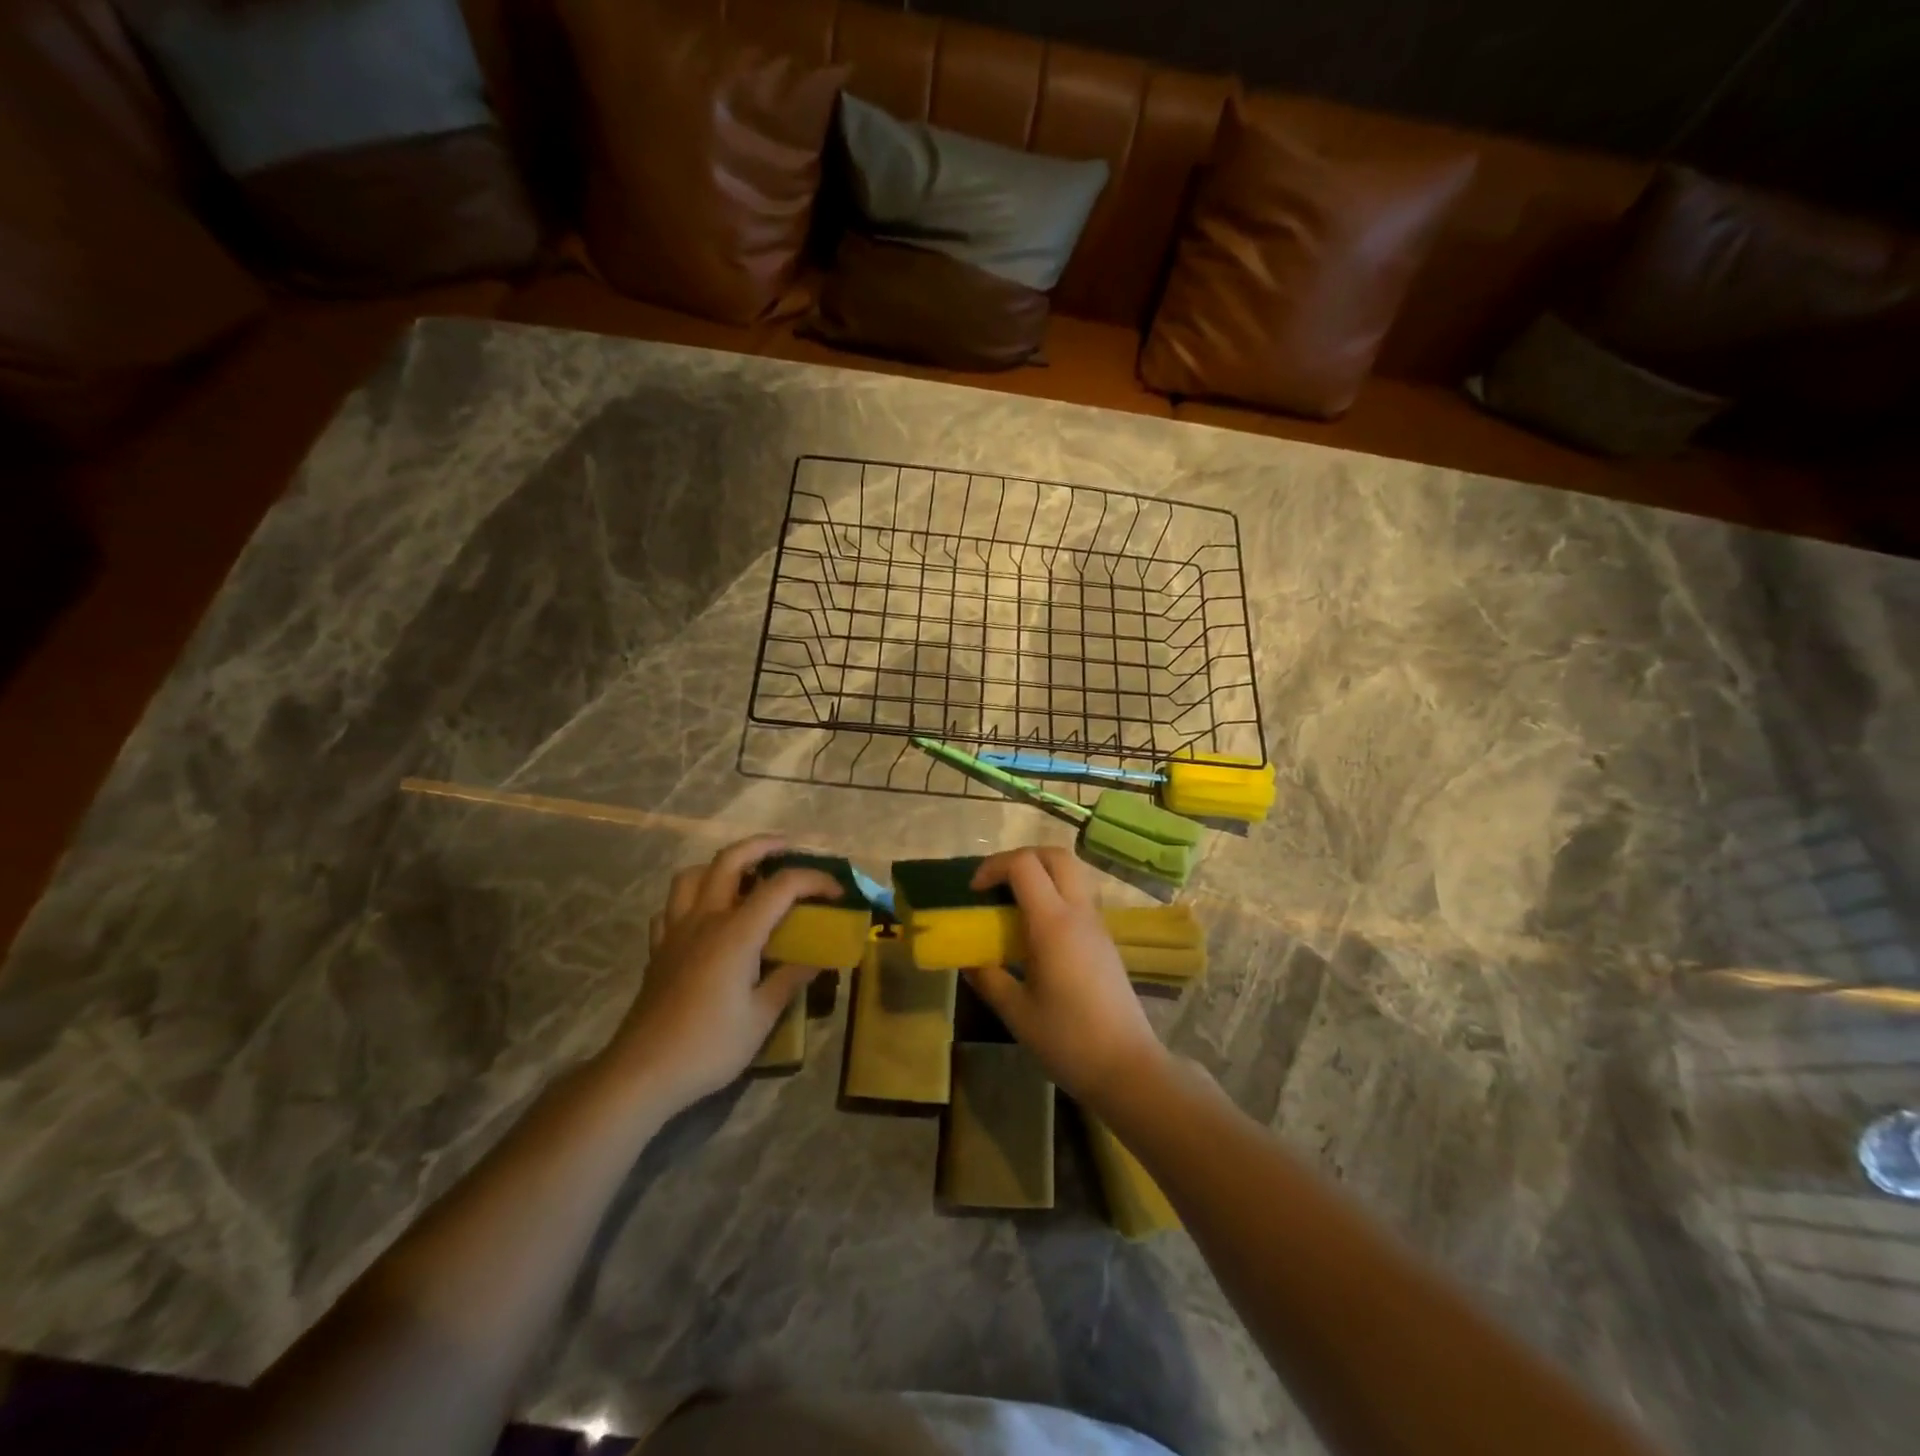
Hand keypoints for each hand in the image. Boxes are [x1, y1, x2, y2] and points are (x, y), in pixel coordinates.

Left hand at [604, 835, 840, 1109]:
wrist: (642, 1073)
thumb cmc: (708, 1046)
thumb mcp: (761, 1018)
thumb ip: (790, 979)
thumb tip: (819, 958)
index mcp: (736, 933)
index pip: (781, 886)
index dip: (814, 881)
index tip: (837, 893)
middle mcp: (705, 919)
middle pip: (730, 860)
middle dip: (763, 845)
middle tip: (788, 849)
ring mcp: (675, 931)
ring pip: (692, 874)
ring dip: (721, 866)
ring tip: (743, 877)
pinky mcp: (658, 949)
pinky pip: (671, 907)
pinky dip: (691, 899)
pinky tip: (705, 916)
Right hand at [963, 846, 1168, 1107]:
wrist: (1126, 1067)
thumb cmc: (1068, 1040)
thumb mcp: (1017, 1012)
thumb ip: (988, 979)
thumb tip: (968, 960)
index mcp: (1053, 924)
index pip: (1024, 866)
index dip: (994, 866)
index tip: (975, 892)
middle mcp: (1078, 914)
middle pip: (1055, 856)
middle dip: (1021, 858)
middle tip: (996, 885)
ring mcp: (1096, 925)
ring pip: (1071, 874)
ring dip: (1040, 875)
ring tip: (1013, 906)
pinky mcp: (1105, 940)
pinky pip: (1078, 898)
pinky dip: (1054, 895)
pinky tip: (1036, 933)